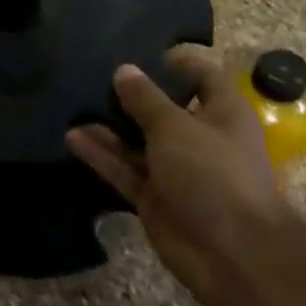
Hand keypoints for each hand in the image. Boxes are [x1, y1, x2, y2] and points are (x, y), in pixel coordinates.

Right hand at [66, 52, 290, 305]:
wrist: (232, 254)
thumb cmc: (213, 174)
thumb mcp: (175, 127)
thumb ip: (144, 99)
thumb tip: (123, 70)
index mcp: (222, 113)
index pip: (202, 77)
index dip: (175, 62)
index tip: (139, 51)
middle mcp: (200, 137)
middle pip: (163, 109)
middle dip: (132, 94)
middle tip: (93, 74)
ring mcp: (176, 170)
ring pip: (137, 141)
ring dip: (110, 126)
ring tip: (74, 103)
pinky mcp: (155, 198)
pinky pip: (124, 169)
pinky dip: (101, 155)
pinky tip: (72, 136)